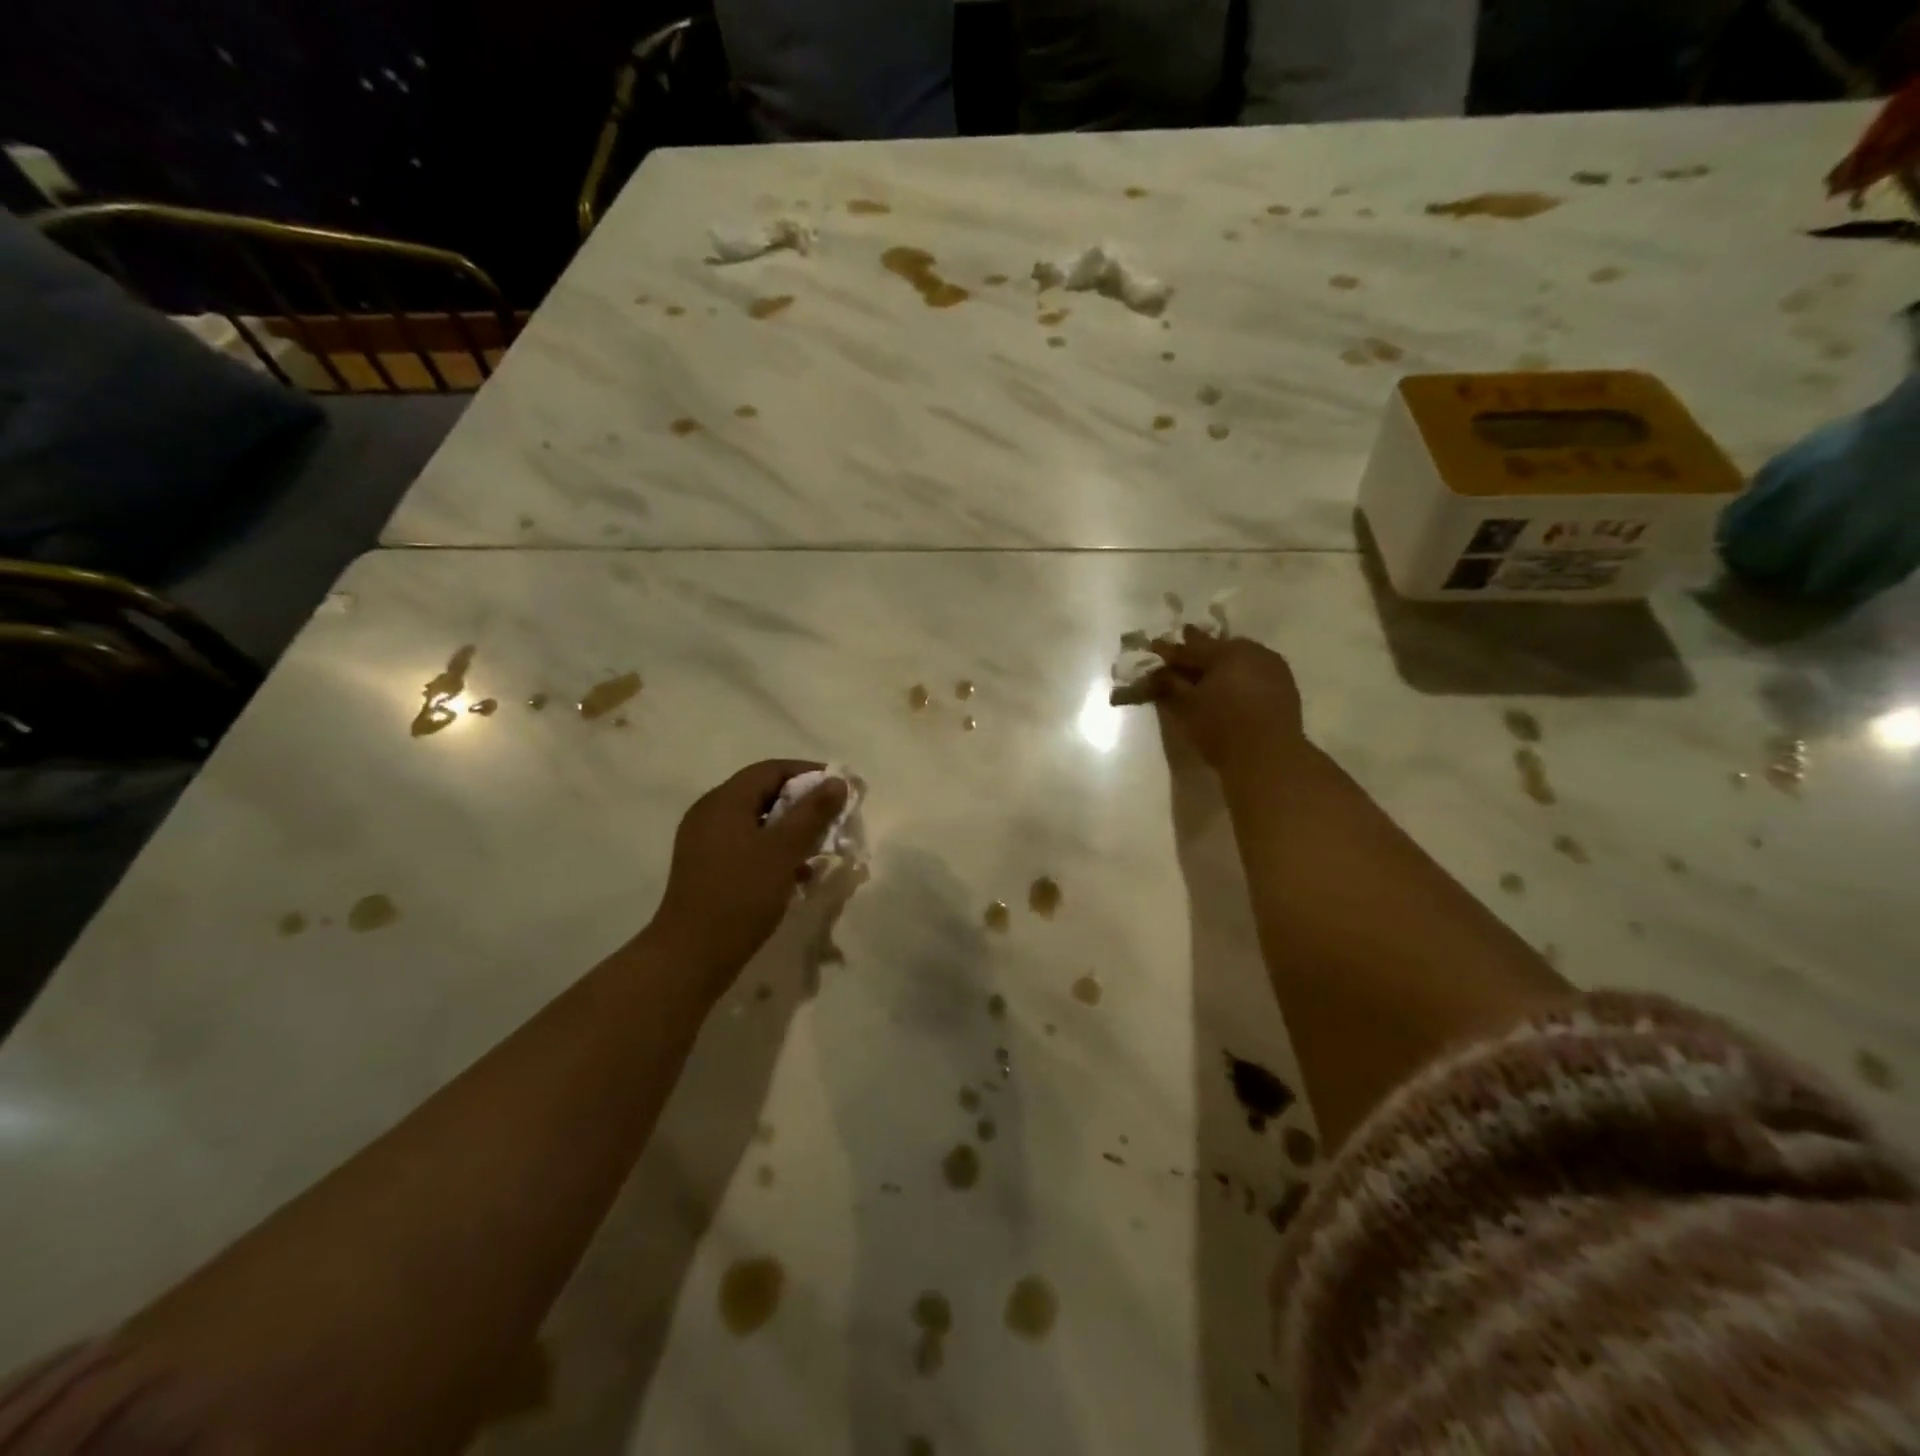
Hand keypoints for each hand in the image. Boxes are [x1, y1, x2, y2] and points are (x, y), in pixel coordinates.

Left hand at [646, 760, 848, 990]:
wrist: (692, 956)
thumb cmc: (740, 896)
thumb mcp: (784, 851)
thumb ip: (812, 812)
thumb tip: (836, 781)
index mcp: (724, 801)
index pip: (770, 769)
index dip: (808, 773)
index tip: (840, 788)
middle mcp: (710, 813)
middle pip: (762, 793)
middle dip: (802, 804)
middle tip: (834, 818)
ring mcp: (705, 842)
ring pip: (757, 822)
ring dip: (791, 830)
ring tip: (820, 848)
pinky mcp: (707, 868)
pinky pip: (747, 846)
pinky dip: (773, 851)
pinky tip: (796, 875)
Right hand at [1122, 627, 1306, 775]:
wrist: (1270, 757)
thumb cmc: (1221, 728)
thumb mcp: (1186, 706)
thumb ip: (1169, 683)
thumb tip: (1157, 672)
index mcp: (1225, 652)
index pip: (1190, 648)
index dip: (1170, 650)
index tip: (1154, 647)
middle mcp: (1252, 651)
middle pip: (1218, 648)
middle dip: (1199, 651)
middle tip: (1183, 656)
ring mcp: (1272, 666)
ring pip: (1240, 657)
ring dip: (1222, 663)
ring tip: (1208, 673)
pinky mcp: (1286, 685)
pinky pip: (1256, 671)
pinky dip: (1240, 675)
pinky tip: (1233, 687)